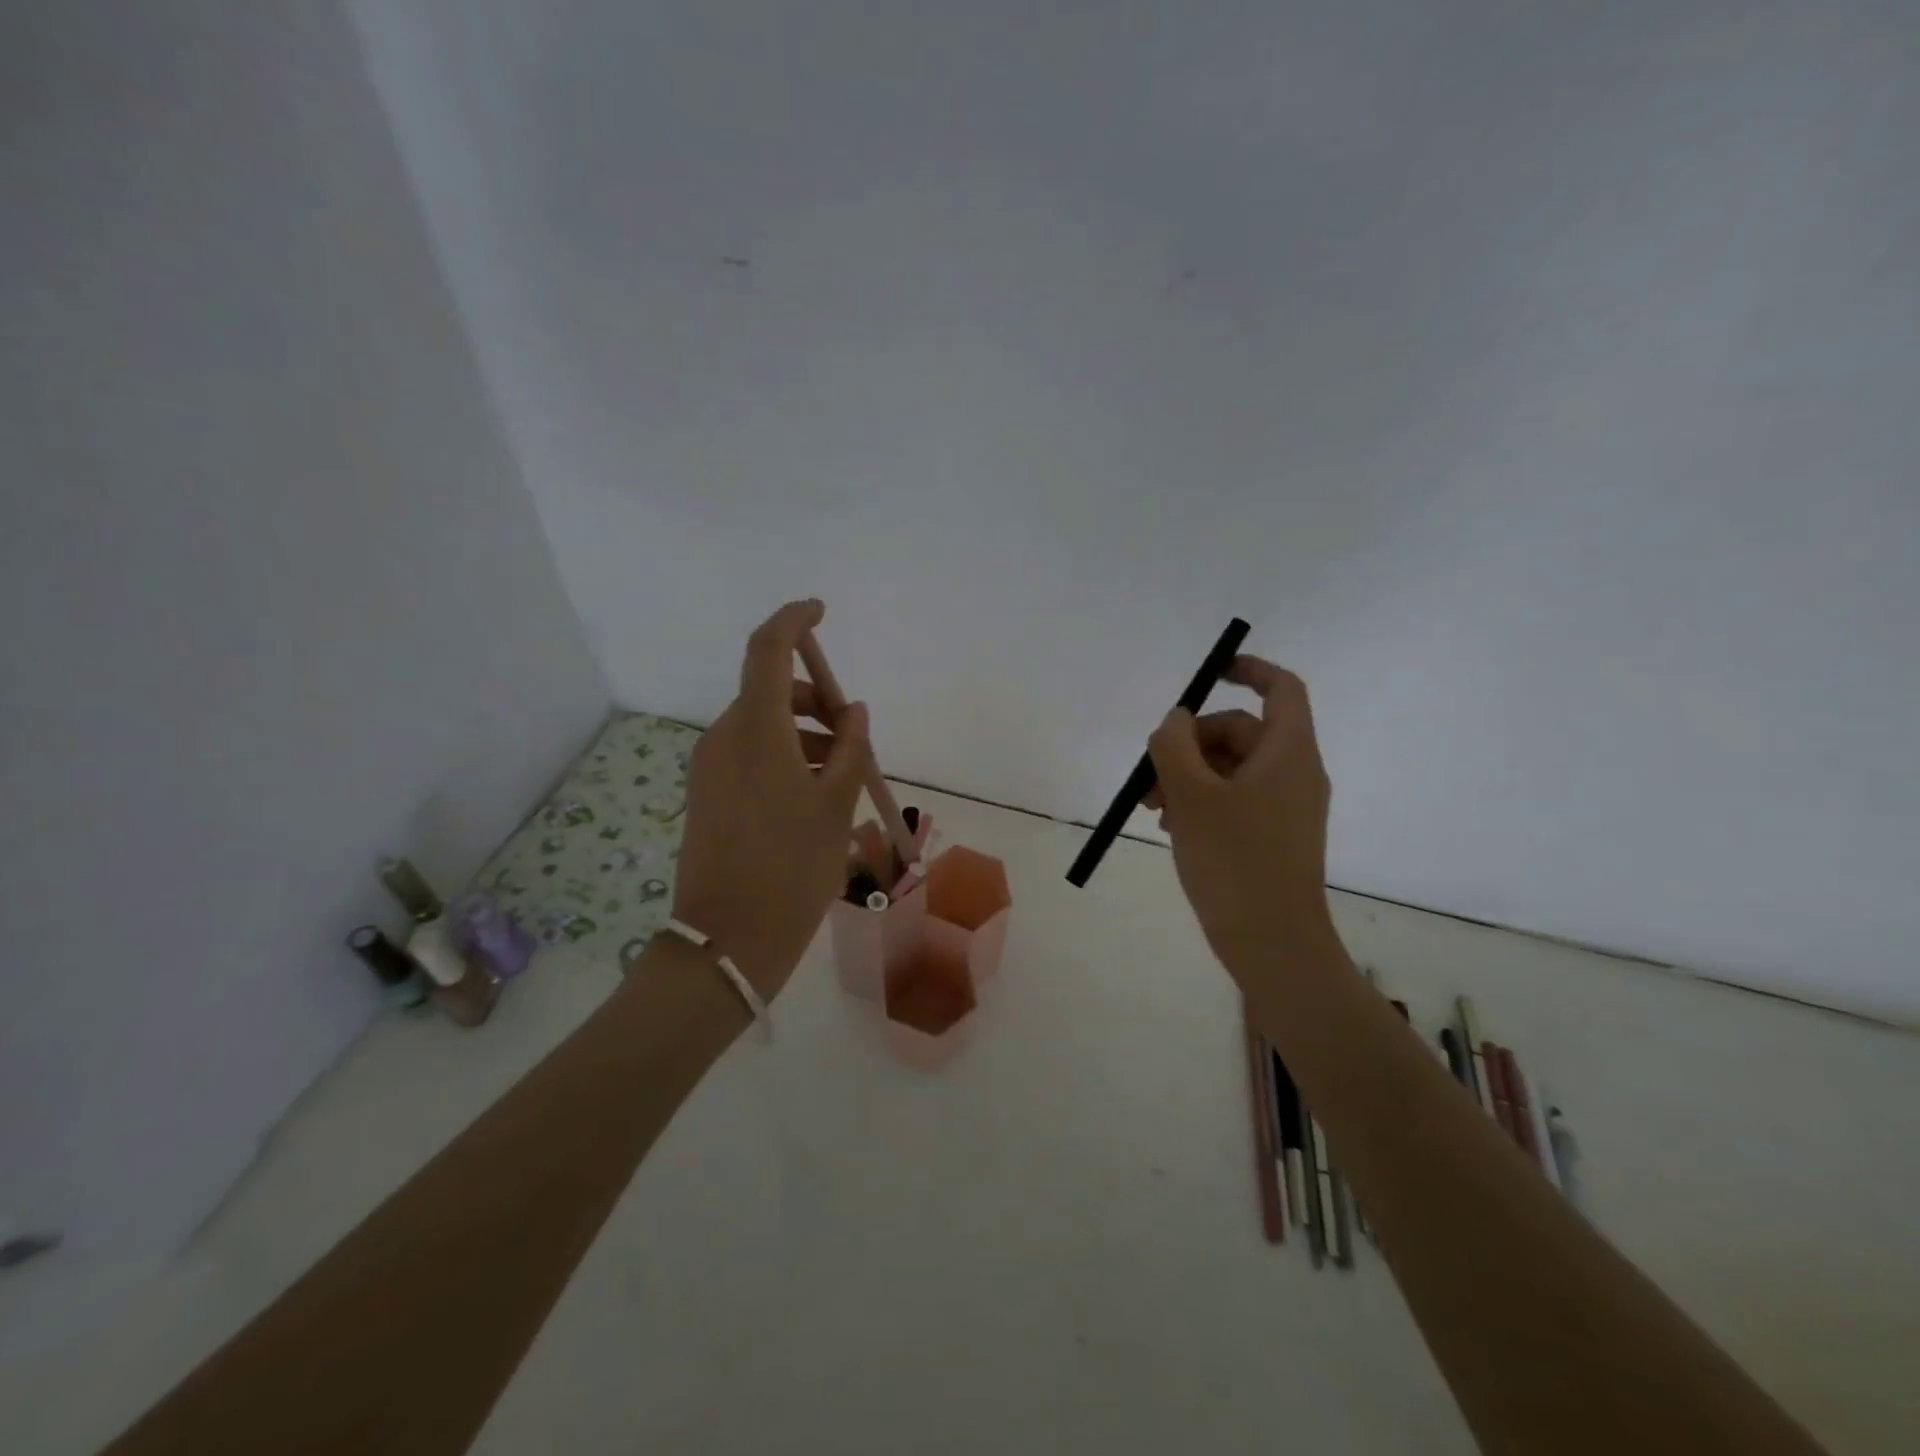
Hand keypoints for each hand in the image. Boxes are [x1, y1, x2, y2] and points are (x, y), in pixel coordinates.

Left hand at [672, 600, 869, 999]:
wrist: (728, 941)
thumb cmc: (792, 868)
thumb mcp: (836, 804)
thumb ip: (848, 748)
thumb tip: (853, 712)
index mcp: (756, 730)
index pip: (768, 650)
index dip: (793, 620)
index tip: (820, 610)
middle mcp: (725, 738)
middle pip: (771, 692)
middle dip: (816, 701)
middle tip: (855, 738)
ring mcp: (710, 768)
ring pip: (763, 727)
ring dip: (804, 735)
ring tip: (842, 779)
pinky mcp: (707, 795)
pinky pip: (750, 756)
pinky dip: (784, 758)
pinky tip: (813, 799)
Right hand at [1144, 656, 1336, 978]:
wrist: (1272, 943)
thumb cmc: (1234, 861)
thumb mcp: (1190, 796)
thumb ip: (1175, 746)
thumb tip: (1176, 721)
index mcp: (1288, 753)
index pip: (1282, 689)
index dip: (1249, 670)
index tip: (1211, 673)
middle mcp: (1294, 773)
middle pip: (1240, 732)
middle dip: (1190, 744)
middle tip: (1149, 777)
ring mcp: (1286, 807)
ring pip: (1230, 769)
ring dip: (1187, 776)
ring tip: (1151, 809)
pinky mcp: (1273, 835)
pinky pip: (1234, 799)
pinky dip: (1201, 801)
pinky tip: (1169, 826)